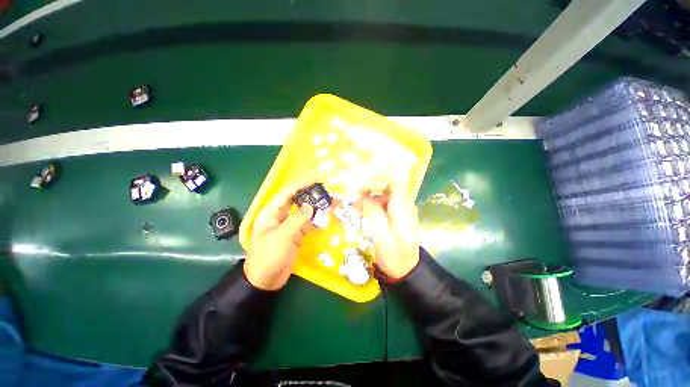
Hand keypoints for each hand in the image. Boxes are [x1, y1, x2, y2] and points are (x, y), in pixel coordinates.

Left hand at [245, 181, 314, 290]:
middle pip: (295, 200)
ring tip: (328, 202)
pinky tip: (324, 217)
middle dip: (309, 194)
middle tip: (324, 189)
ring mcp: (288, 225)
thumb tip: (311, 206)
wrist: (266, 280)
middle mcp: (280, 216)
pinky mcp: (295, 234)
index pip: (286, 194)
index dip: (300, 185)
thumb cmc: (269, 256)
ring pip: (302, 212)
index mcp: (271, 213)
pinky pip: (306, 223)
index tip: (314, 179)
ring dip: (314, 207)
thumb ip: (297, 219)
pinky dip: (315, 220)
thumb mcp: (282, 236)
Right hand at [362, 180, 419, 279]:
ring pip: (383, 193)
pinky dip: (371, 203)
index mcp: (403, 206)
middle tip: (353, 193)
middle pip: (386, 185)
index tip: (359, 180)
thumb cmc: (394, 255)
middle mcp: (404, 204)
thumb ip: (373, 211)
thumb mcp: (381, 234)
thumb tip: (361, 194)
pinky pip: (383, 202)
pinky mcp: (396, 215)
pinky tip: (362, 209)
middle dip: (369, 185)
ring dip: (368, 195)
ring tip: (355, 202)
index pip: (393, 180)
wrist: (406, 271)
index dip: (376, 176)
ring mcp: (401, 209)